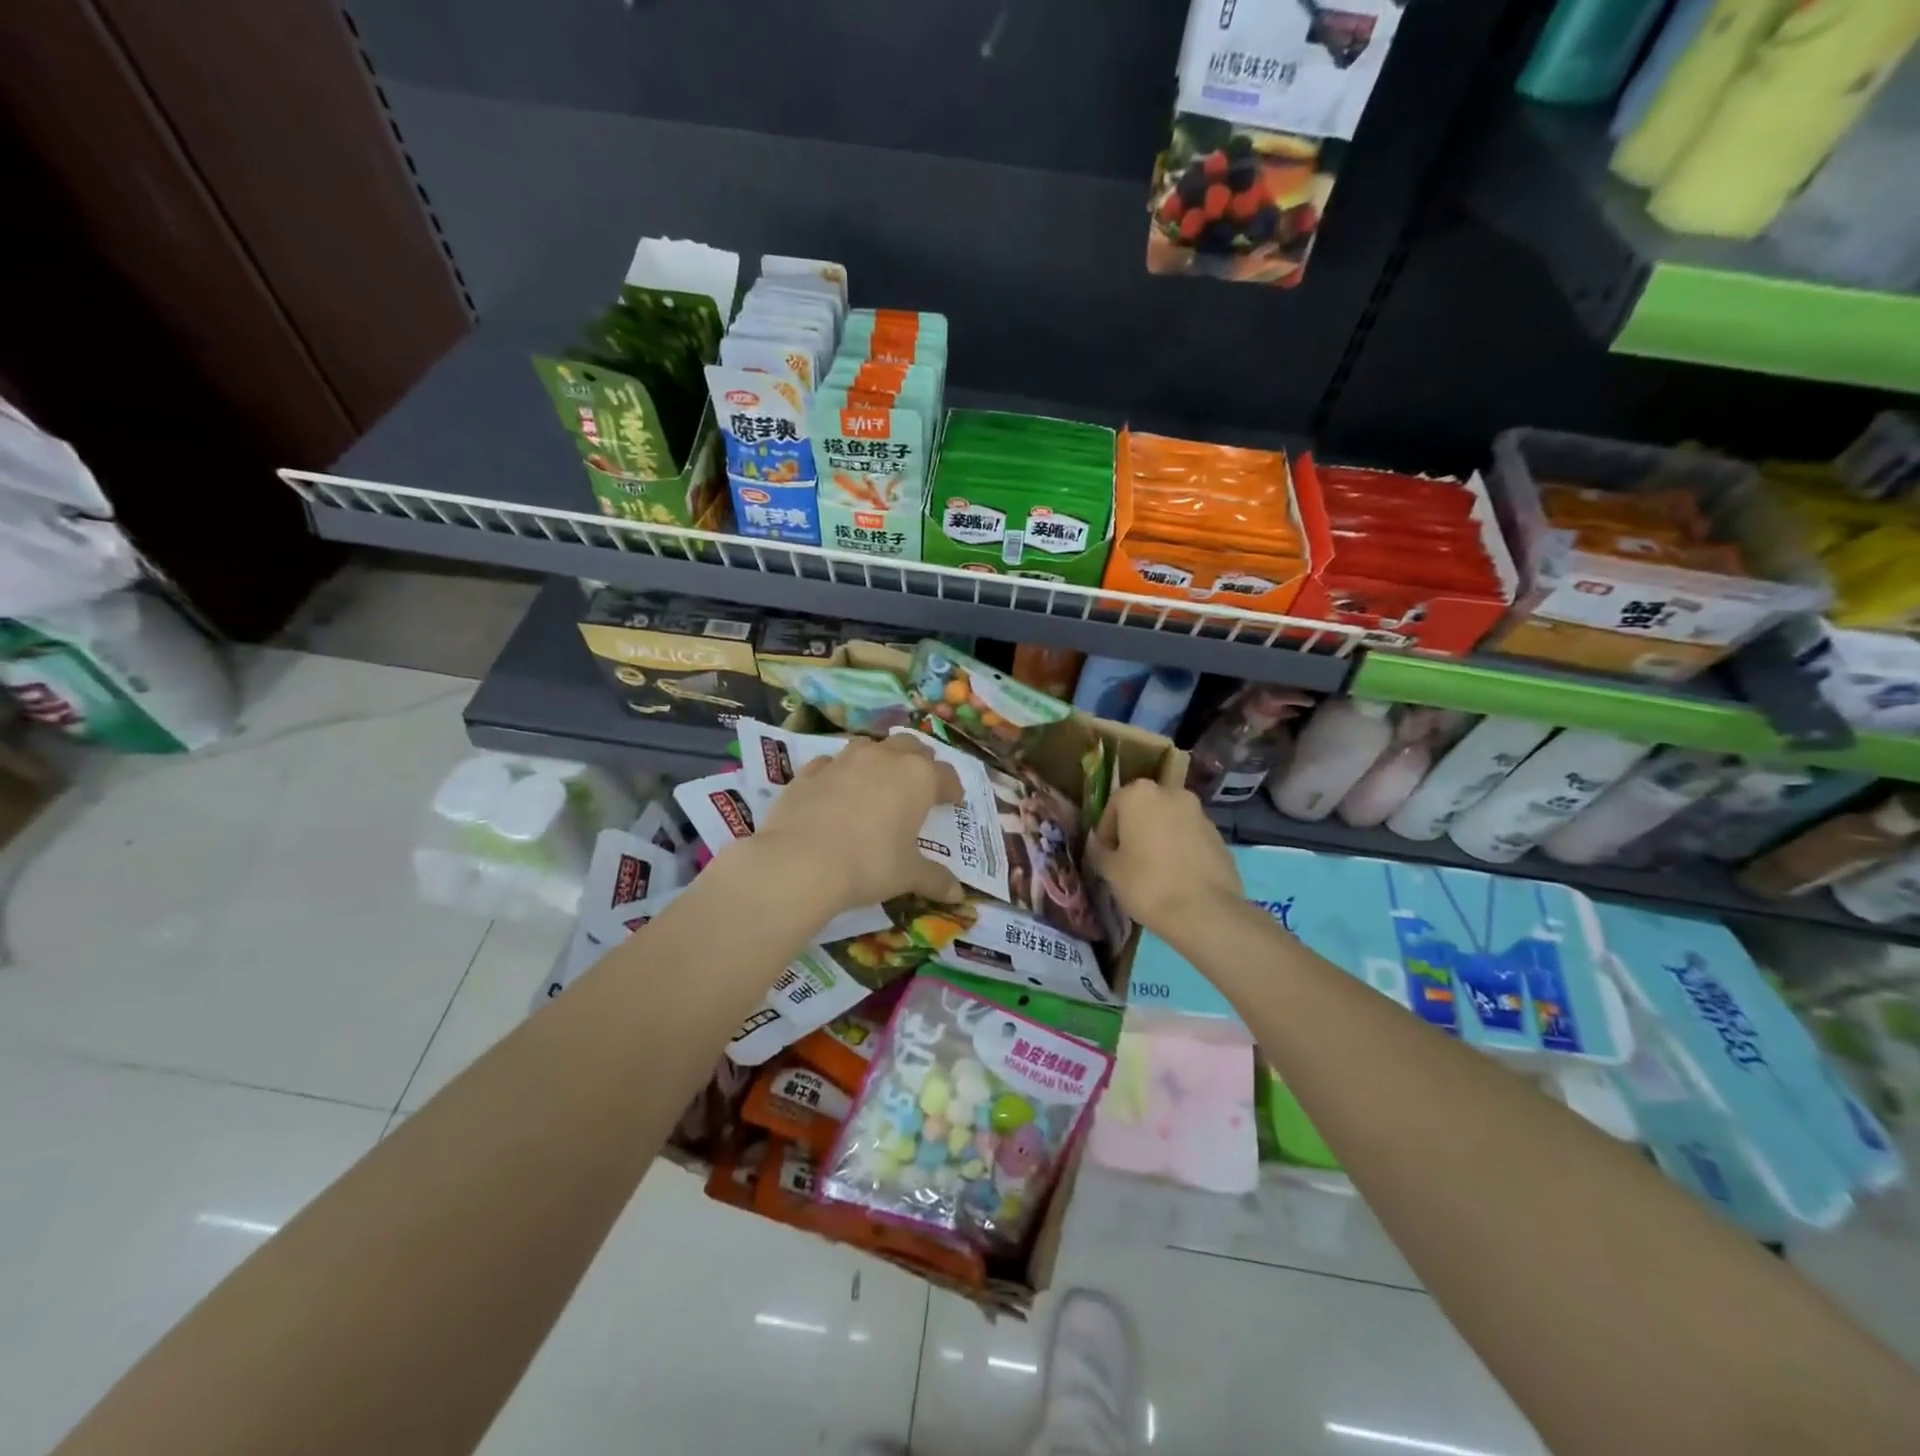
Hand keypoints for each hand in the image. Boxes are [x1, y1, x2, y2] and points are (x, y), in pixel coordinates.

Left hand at [754, 734, 965, 915]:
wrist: (800, 862)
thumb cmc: (868, 865)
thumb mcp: (907, 875)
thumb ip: (934, 879)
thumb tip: (957, 894)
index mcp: (917, 777)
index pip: (945, 774)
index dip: (952, 788)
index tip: (953, 801)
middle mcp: (883, 758)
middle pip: (910, 746)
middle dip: (920, 761)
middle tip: (921, 783)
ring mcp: (844, 760)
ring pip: (870, 745)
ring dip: (880, 758)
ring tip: (879, 780)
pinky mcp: (810, 771)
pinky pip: (831, 763)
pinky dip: (840, 772)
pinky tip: (837, 790)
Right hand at [1086, 778, 1243, 935]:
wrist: (1205, 912)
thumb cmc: (1147, 884)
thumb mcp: (1110, 871)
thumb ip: (1100, 851)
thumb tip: (1100, 846)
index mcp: (1139, 794)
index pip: (1114, 806)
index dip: (1107, 832)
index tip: (1106, 855)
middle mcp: (1171, 794)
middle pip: (1145, 810)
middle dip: (1136, 830)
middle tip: (1129, 860)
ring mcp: (1200, 813)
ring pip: (1170, 822)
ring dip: (1160, 838)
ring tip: (1155, 871)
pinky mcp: (1219, 836)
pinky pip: (1191, 838)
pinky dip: (1181, 850)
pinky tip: (1177, 877)